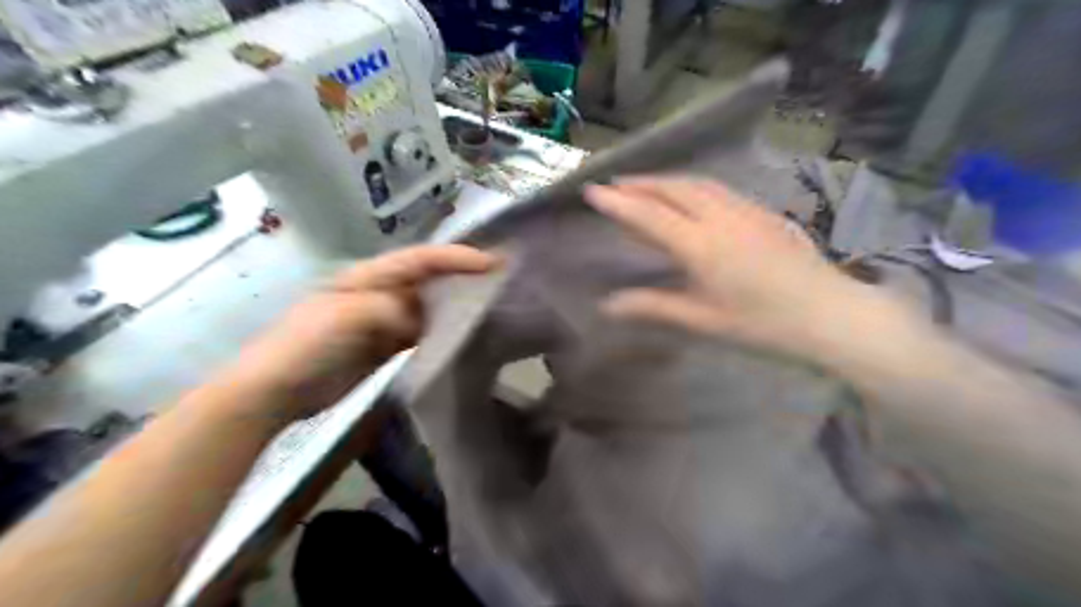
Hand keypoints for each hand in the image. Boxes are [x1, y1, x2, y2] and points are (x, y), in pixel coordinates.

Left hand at [224, 245, 502, 418]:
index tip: (492, 263)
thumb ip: (389, 310)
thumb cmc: (305, 345)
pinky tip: (461, 338)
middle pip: (429, 279)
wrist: (275, 391)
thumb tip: (419, 323)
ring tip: (490, 307)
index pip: (420, 259)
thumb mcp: (345, 317)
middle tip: (500, 280)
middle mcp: (381, 292)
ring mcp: (384, 320)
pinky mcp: (387, 346)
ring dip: (456, 306)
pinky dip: (442, 333)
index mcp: (368, 276)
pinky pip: (422, 334)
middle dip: (463, 276)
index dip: (456, 257)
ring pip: (429, 307)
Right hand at [582, 179, 896, 361]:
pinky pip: (718, 189)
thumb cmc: (762, 325)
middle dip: (640, 183)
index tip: (591, 192)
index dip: (617, 203)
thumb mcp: (702, 320)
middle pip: (673, 189)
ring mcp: (745, 210)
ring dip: (666, 181)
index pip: (649, 215)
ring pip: (697, 184)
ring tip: (644, 185)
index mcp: (701, 246)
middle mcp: (720, 218)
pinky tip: (689, 196)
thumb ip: (653, 306)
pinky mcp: (764, 212)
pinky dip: (692, 186)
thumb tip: (608, 305)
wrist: (831, 315)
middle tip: (614, 185)